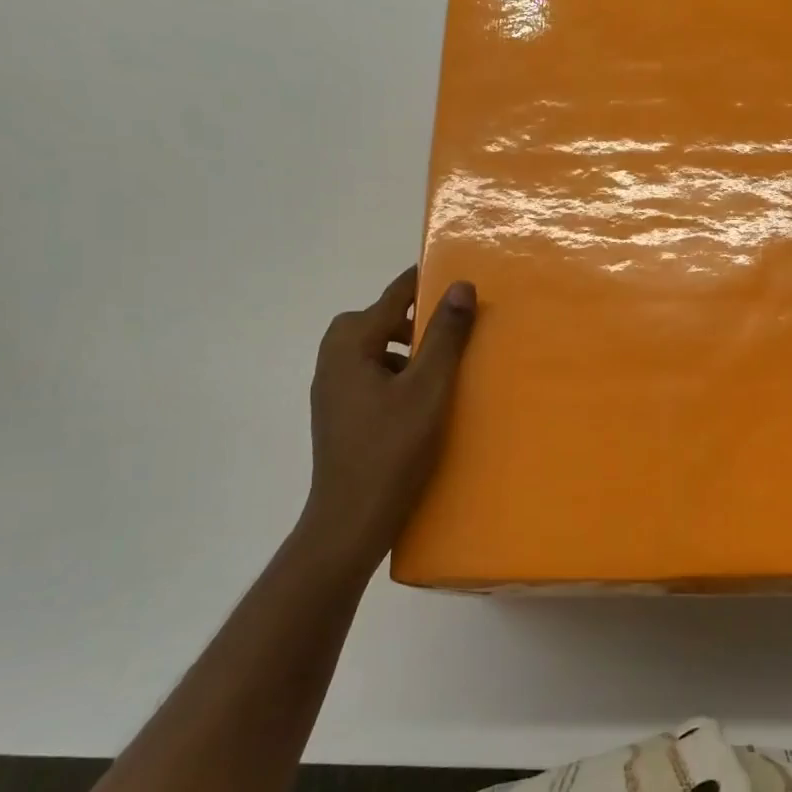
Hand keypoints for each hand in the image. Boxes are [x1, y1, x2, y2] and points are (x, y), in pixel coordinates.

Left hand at [299, 266, 476, 581]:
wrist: (350, 522)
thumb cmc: (392, 450)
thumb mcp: (428, 389)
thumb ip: (444, 336)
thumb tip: (460, 286)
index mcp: (350, 347)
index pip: (390, 299)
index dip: (419, 283)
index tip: (448, 270)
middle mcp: (332, 362)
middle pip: (371, 321)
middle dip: (407, 318)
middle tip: (443, 327)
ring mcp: (331, 392)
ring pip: (368, 350)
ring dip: (399, 348)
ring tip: (437, 364)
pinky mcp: (338, 416)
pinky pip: (366, 376)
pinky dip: (392, 372)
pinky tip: (417, 398)